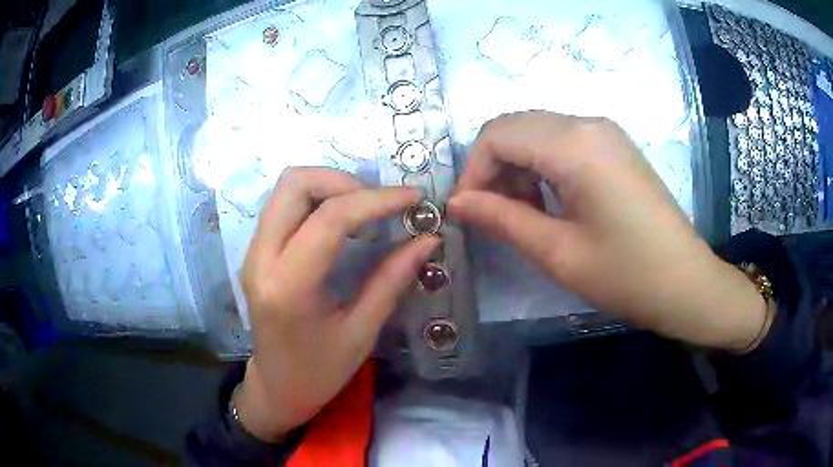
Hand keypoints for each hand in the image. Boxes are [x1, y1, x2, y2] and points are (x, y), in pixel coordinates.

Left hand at [236, 167, 439, 440]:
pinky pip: (284, 204)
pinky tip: (342, 222)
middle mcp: (261, 258)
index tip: (414, 198)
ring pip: (287, 187)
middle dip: (345, 181)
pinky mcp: (256, 251)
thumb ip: (392, 280)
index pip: (330, 218)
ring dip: (331, 186)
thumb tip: (428, 239)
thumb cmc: (320, 372)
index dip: (376, 200)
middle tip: (380, 205)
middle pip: (295, 183)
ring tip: (365, 211)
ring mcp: (253, 251)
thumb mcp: (362, 333)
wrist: (277, 387)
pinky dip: (317, 199)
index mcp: (289, 286)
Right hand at [448, 111, 765, 349]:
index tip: (466, 211)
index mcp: (575, 145)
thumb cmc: (626, 275)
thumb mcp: (558, 253)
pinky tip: (550, 201)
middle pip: (515, 126)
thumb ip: (502, 219)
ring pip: (537, 132)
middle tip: (491, 215)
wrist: (686, 283)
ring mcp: (605, 132)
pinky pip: (562, 140)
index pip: (498, 134)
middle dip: (492, 167)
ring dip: (517, 166)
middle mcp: (588, 124)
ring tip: (523, 213)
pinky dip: (542, 165)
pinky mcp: (614, 146)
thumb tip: (456, 203)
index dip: (473, 170)